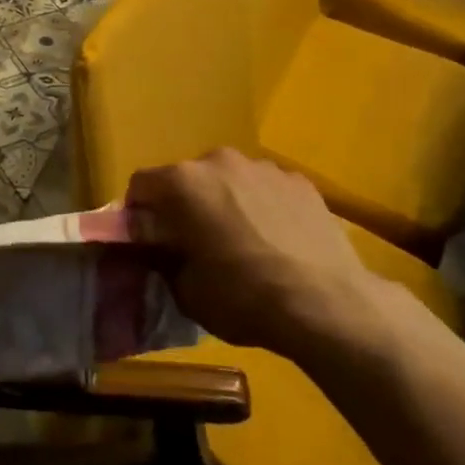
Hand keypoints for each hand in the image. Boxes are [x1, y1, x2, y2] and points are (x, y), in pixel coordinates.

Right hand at [126, 149, 381, 356]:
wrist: (327, 304)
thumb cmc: (243, 297)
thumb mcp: (185, 291)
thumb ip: (163, 260)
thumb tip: (159, 250)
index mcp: (183, 183)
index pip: (140, 185)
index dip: (138, 213)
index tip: (146, 241)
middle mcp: (219, 161)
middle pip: (187, 178)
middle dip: (183, 205)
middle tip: (193, 243)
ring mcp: (264, 167)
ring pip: (229, 180)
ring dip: (225, 202)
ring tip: (241, 243)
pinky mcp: (301, 181)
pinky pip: (266, 189)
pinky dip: (262, 207)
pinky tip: (277, 242)